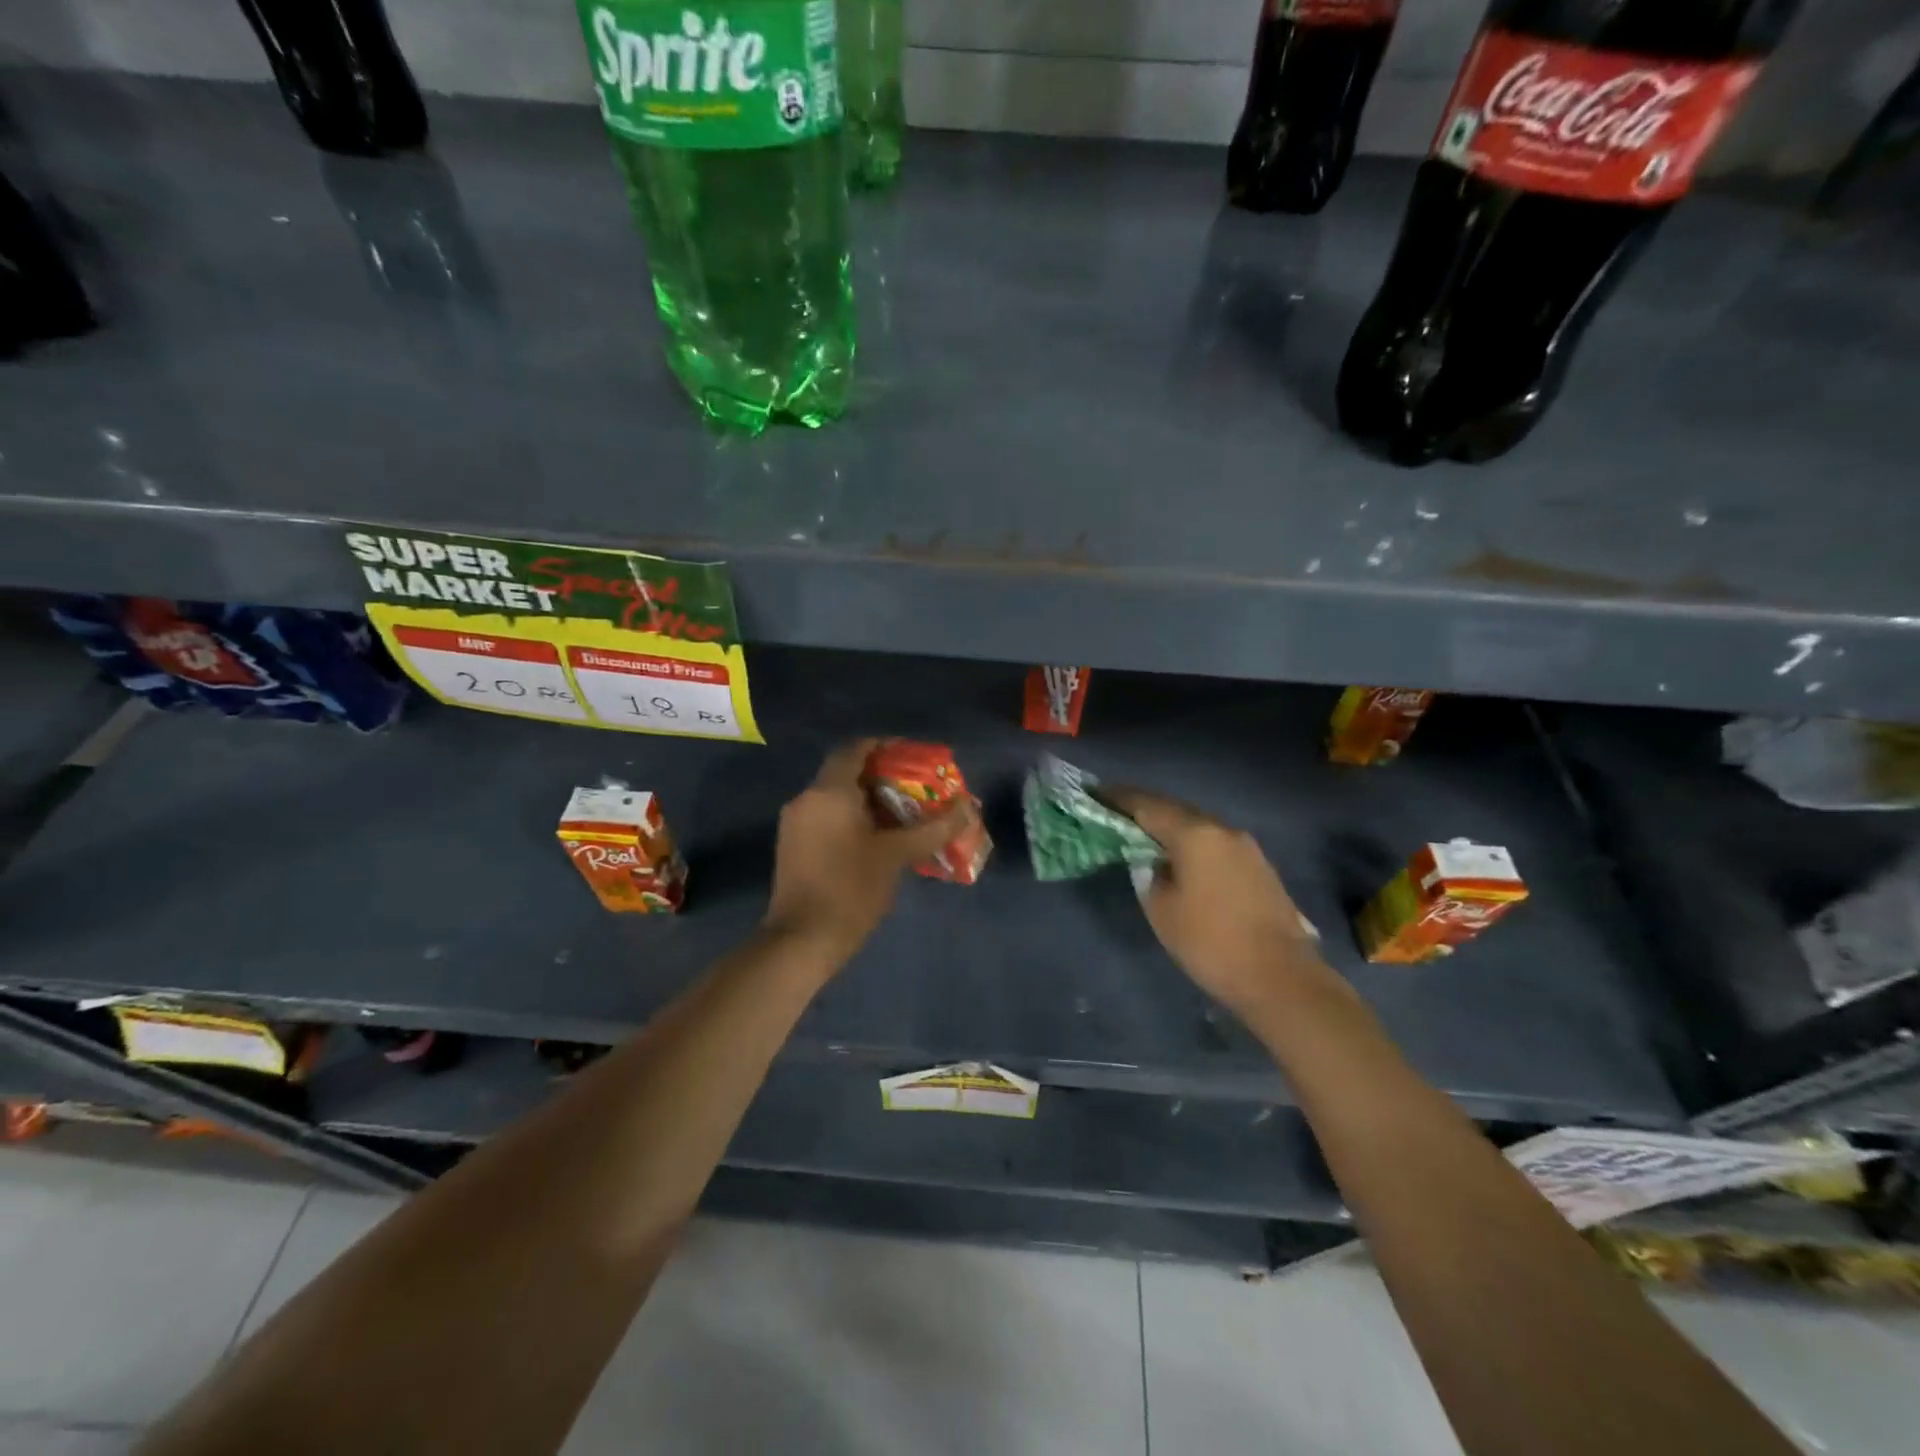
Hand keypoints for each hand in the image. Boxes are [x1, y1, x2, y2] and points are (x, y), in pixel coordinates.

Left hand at [763, 739, 974, 967]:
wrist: (801, 940)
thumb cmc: (851, 889)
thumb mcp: (897, 856)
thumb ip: (934, 828)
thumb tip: (968, 807)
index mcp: (829, 792)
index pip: (856, 749)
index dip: (885, 747)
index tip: (913, 758)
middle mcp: (807, 799)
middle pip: (846, 773)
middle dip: (882, 777)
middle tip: (916, 790)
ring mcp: (795, 824)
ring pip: (835, 798)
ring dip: (868, 800)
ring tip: (903, 816)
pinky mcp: (793, 846)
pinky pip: (826, 818)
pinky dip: (851, 818)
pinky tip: (876, 840)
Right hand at [1099, 785, 1322, 1018]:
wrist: (1281, 978)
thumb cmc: (1211, 943)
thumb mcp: (1161, 909)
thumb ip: (1148, 873)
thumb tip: (1152, 860)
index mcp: (1195, 834)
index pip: (1147, 805)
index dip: (1119, 798)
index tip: (1095, 794)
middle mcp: (1222, 829)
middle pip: (1175, 809)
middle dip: (1144, 808)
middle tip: (1115, 812)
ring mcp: (1246, 846)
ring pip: (1198, 825)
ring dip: (1170, 826)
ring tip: (1144, 835)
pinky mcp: (1259, 866)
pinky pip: (1215, 843)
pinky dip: (1192, 843)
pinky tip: (1180, 858)